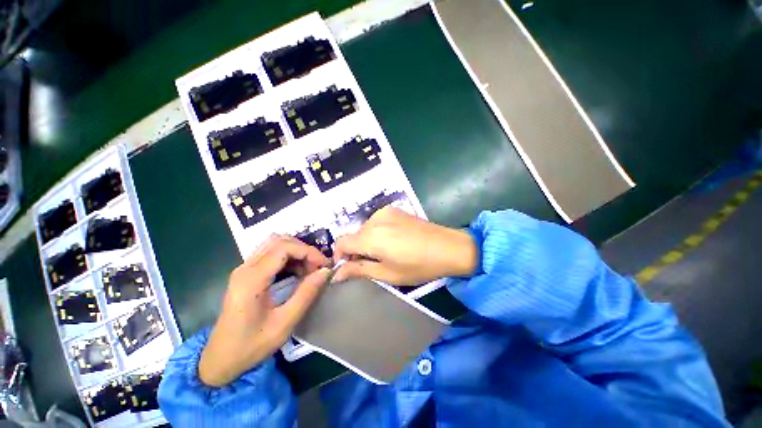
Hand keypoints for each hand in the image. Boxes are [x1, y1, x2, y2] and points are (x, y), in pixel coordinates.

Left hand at [198, 236, 331, 386]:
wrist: (219, 360)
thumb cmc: (251, 346)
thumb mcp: (284, 324)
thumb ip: (306, 294)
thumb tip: (325, 272)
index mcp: (252, 279)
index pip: (284, 248)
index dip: (308, 251)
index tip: (324, 265)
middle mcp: (245, 268)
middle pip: (279, 241)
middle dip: (303, 250)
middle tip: (317, 267)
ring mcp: (244, 269)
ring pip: (274, 244)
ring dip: (296, 252)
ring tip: (309, 269)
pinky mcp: (246, 273)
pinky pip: (271, 254)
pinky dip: (288, 257)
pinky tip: (297, 272)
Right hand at [333, 207, 477, 284]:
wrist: (449, 247)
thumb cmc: (418, 266)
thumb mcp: (387, 273)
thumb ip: (359, 270)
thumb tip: (336, 274)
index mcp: (371, 236)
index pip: (341, 242)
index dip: (339, 255)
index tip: (347, 267)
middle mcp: (375, 219)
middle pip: (354, 235)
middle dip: (355, 250)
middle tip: (369, 264)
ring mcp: (386, 212)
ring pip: (365, 229)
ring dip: (367, 241)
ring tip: (383, 253)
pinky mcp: (395, 210)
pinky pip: (376, 222)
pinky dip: (376, 233)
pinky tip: (392, 242)